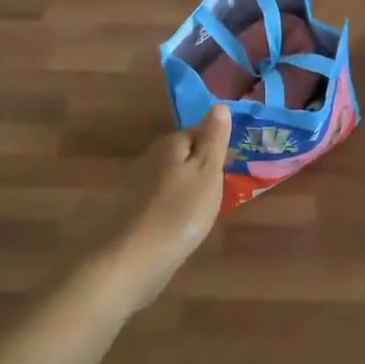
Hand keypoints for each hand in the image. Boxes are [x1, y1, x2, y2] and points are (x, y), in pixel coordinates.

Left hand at [101, 105, 231, 312]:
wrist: (136, 258)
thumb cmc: (181, 211)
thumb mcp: (207, 171)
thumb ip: (214, 138)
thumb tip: (219, 105)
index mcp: (170, 143)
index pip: (198, 132)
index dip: (216, 147)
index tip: (230, 168)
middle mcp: (151, 157)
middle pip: (184, 154)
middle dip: (201, 168)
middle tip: (221, 191)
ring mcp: (138, 185)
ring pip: (173, 178)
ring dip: (188, 189)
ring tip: (205, 210)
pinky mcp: (133, 211)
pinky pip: (163, 199)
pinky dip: (175, 208)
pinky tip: (183, 225)